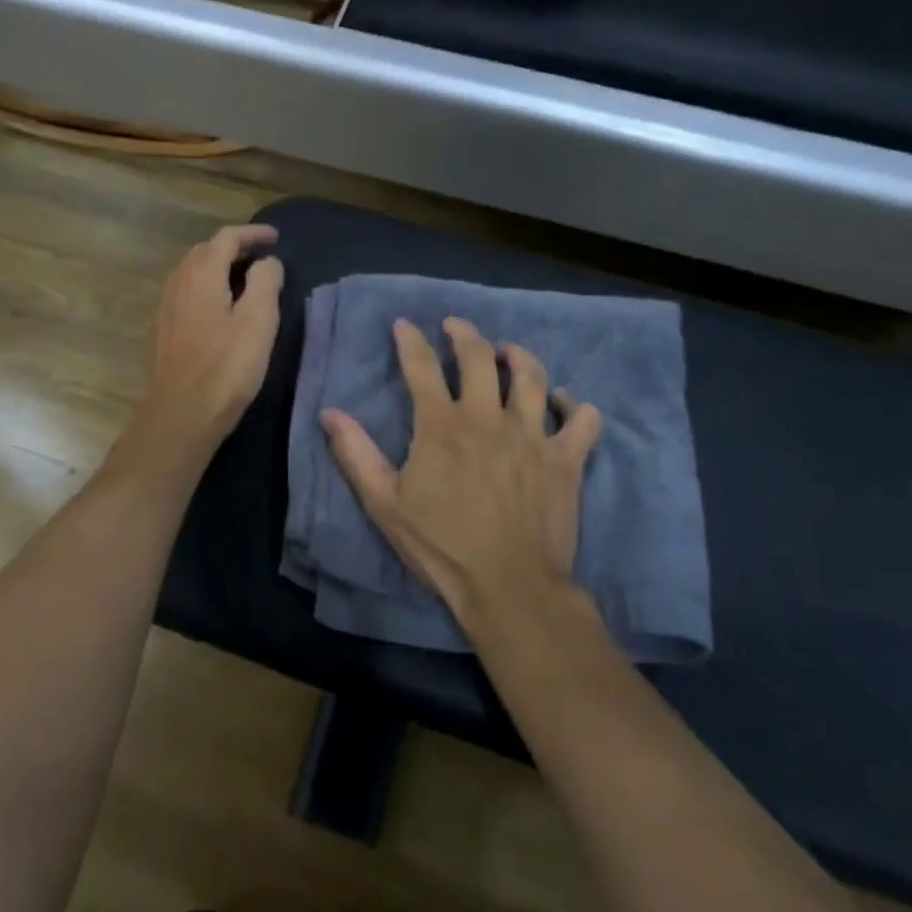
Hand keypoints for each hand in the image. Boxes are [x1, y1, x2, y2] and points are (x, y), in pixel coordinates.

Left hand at [125, 224, 283, 469]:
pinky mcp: (161, 331)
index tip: (275, 238)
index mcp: (202, 275)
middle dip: (233, 247)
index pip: (226, 238)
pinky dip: (205, 288)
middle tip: (260, 257)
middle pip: (204, 251)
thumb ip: (265, 282)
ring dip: (216, 268)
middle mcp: (177, 283)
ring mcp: (165, 308)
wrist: (180, 415)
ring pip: (190, 273)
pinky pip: (184, 294)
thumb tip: (267, 262)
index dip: (252, 233)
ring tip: (241, 279)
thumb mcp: (258, 322)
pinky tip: (217, 309)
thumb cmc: (226, 368)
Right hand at [321, 317, 601, 626]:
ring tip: (508, 351)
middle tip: (455, 326)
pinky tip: (562, 402)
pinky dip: (574, 404)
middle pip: (479, 357)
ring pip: (532, 376)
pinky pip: (582, 418)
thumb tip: (329, 412)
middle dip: (464, 333)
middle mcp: (488, 418)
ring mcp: (532, 436)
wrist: (508, 587)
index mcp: (442, 426)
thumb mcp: (384, 504)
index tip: (404, 325)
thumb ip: (356, 454)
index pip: (422, 367)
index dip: (411, 340)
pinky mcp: (566, 459)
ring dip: (518, 355)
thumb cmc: (441, 546)